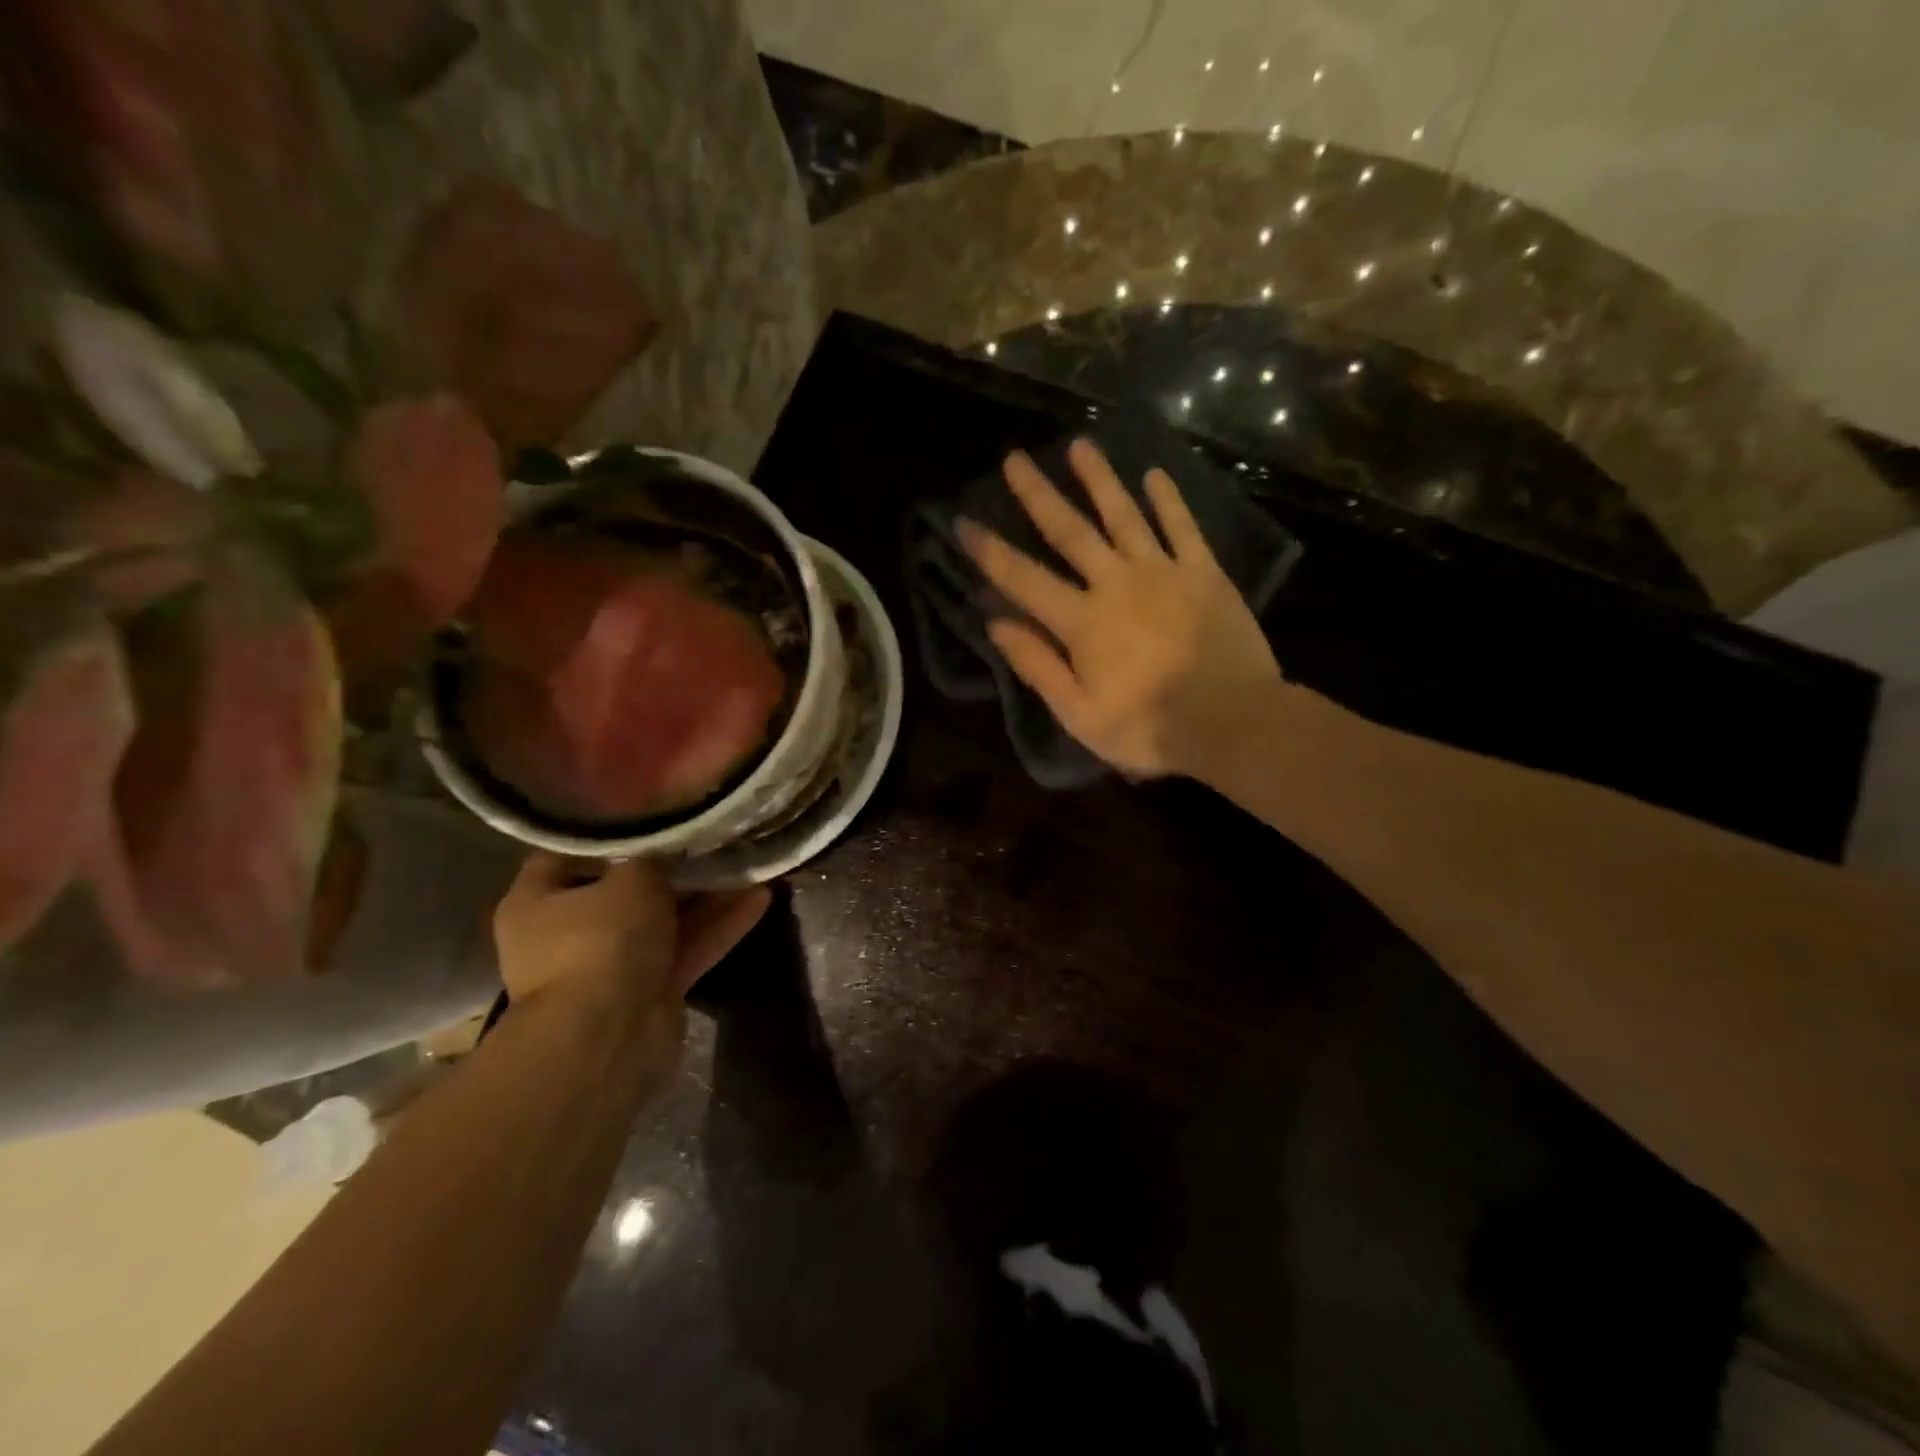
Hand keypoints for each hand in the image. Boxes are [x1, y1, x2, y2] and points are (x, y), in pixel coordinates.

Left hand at [493, 851, 769, 1037]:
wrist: (607, 1039)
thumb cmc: (600, 942)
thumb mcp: (630, 879)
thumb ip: (652, 856)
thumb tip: (669, 842)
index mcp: (539, 900)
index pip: (573, 851)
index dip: (615, 828)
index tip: (656, 806)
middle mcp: (570, 931)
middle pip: (628, 887)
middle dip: (674, 864)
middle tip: (715, 833)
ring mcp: (613, 964)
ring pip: (666, 919)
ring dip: (707, 895)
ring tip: (749, 860)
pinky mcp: (652, 989)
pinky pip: (688, 947)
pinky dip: (720, 925)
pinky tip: (762, 897)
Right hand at [958, 438, 1285, 780]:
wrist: (1233, 721)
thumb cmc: (1148, 727)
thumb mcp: (1079, 713)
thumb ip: (1037, 665)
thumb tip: (996, 624)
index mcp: (1081, 621)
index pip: (1023, 579)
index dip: (989, 551)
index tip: (963, 522)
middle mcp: (1115, 582)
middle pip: (1070, 530)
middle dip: (1038, 494)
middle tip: (1015, 459)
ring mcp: (1163, 572)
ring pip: (1124, 514)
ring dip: (1099, 479)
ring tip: (1079, 445)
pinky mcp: (1204, 573)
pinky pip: (1182, 527)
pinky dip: (1168, 500)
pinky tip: (1154, 474)